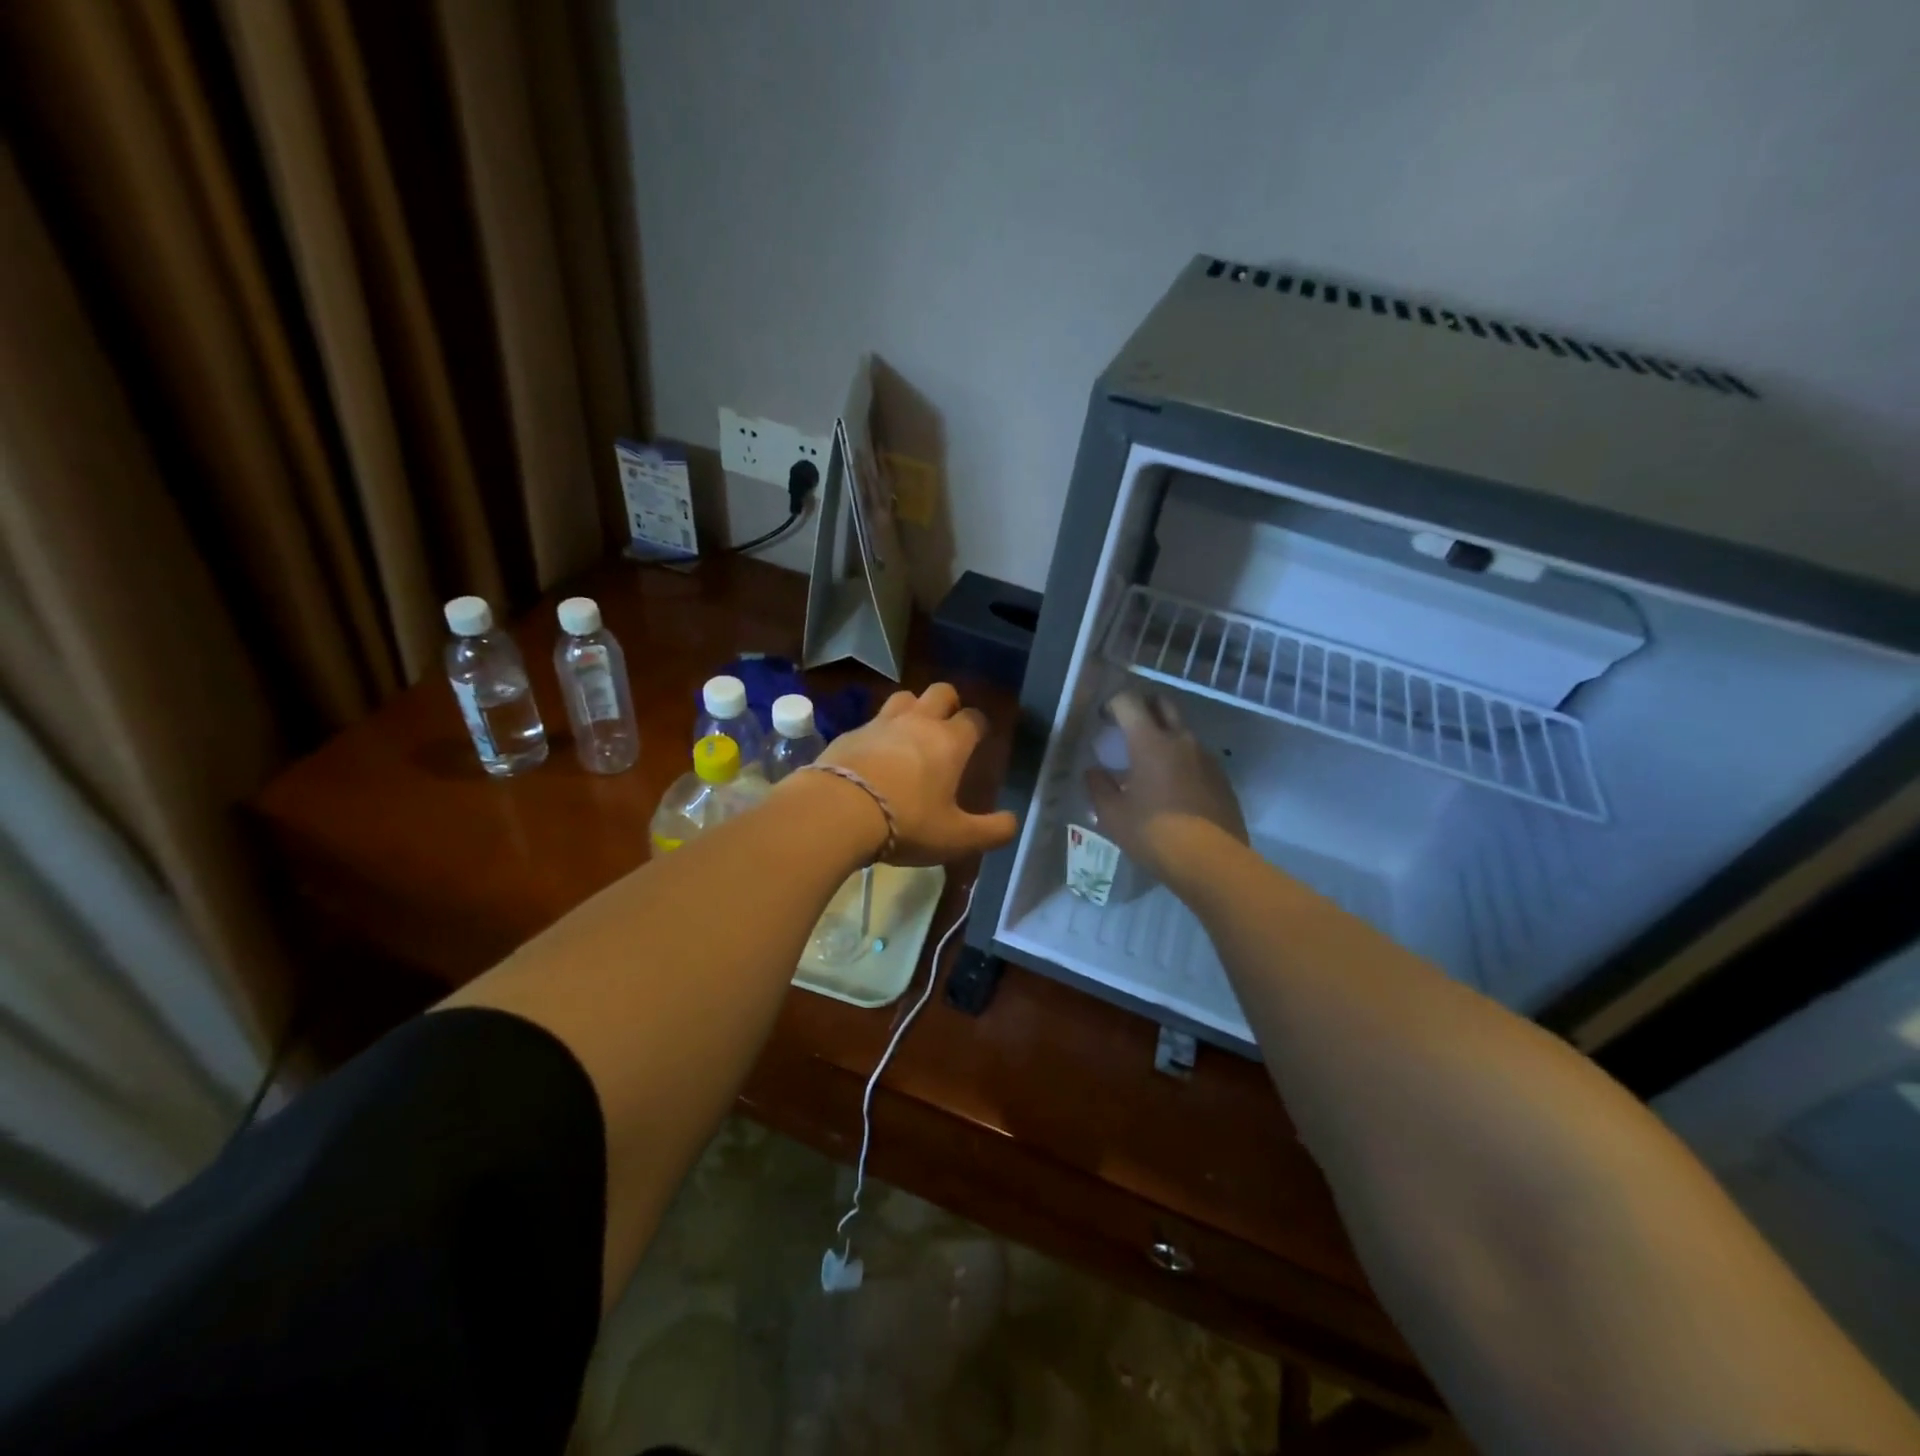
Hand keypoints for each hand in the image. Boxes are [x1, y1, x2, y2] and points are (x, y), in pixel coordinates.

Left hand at [809, 684, 1017, 865]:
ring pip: (903, 697)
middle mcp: (918, 722)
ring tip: (911, 733)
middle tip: (947, 727)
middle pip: (940, 692)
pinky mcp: (850, 733)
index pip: (974, 718)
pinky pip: (871, 722)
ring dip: (912, 708)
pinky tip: (874, 755)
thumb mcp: (955, 838)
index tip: (979, 739)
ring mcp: (880, 723)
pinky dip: (879, 732)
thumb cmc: (906, 822)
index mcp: (949, 742)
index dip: (979, 726)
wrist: (837, 810)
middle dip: (949, 703)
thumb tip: (1013, 823)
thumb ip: (990, 831)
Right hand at [1086, 691, 1247, 882]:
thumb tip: (1093, 772)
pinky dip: (1182, 761)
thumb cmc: (1153, 833)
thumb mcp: (1113, 815)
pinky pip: (1197, 758)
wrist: (1211, 861)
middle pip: (1163, 704)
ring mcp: (1206, 758)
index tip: (1104, 719)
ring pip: (1182, 732)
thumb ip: (1099, 787)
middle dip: (1144, 707)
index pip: (1129, 702)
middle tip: (1128, 728)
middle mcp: (1181, 740)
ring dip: (1165, 737)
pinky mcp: (1222, 778)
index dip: (1113, 704)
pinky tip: (1173, 788)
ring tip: (1150, 764)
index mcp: (1150, 741)